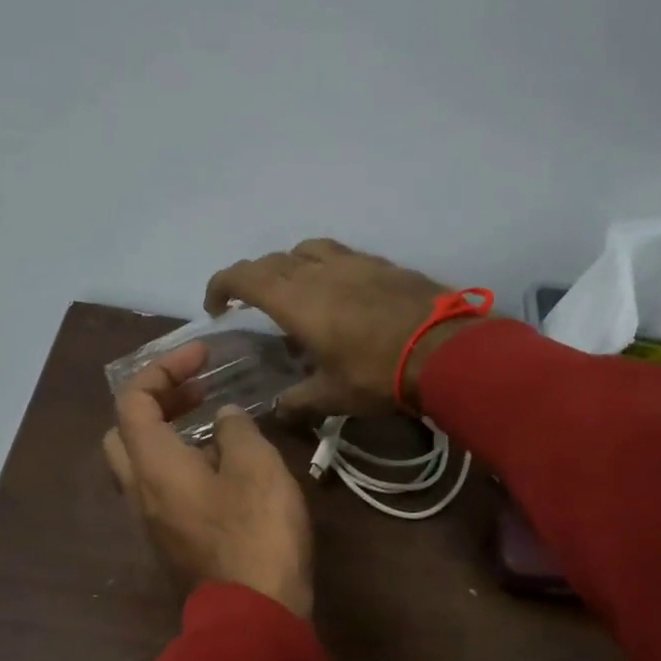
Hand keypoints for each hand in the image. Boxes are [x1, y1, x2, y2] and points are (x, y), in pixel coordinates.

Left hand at [102, 341, 313, 618]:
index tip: (202, 357)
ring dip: (168, 435)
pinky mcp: (172, 541)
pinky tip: (222, 467)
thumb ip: (236, 431)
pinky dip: (180, 464)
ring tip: (215, 425)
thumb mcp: (257, 467)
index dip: (163, 368)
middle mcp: (140, 491)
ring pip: (141, 464)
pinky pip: (162, 489)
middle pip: (123, 432)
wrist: (254, 614)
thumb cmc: (256, 533)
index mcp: (153, 465)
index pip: (133, 400)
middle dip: (155, 402)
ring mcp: (153, 521)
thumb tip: (223, 420)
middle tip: (196, 392)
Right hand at [204, 238, 472, 419]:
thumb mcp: (332, 396)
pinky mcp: (380, 263)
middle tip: (250, 305)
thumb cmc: (378, 374)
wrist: (445, 350)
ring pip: (306, 250)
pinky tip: (336, 292)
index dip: (221, 285)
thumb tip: (277, 410)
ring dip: (289, 266)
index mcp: (296, 300)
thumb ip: (298, 401)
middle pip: (272, 261)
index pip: (243, 277)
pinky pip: (338, 254)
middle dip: (252, 279)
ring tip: (293, 293)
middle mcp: (318, 271)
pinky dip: (323, 267)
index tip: (215, 307)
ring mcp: (352, 261)